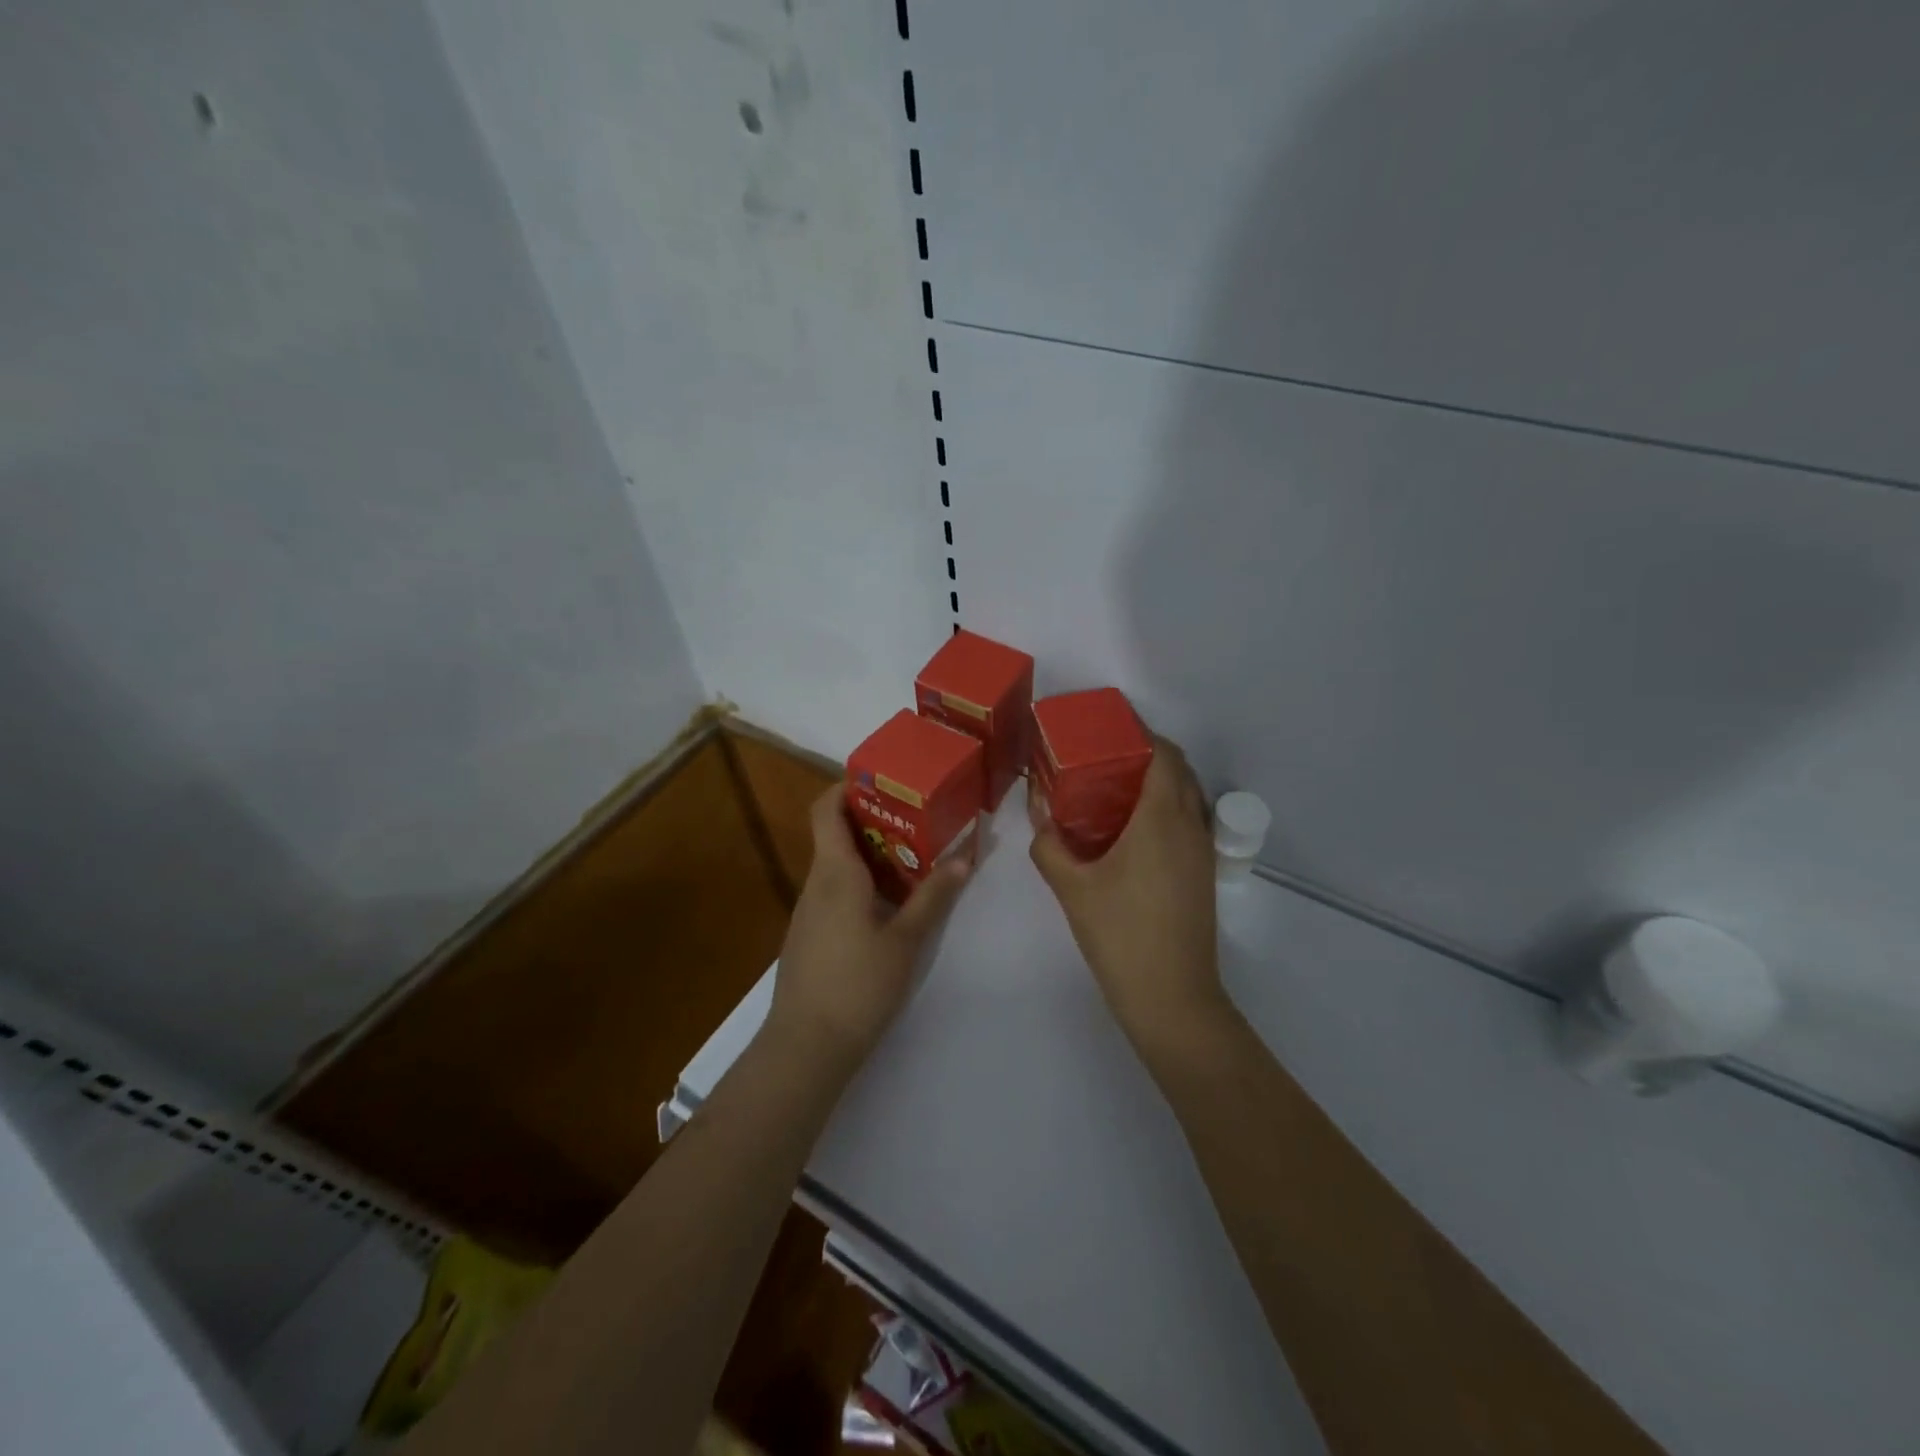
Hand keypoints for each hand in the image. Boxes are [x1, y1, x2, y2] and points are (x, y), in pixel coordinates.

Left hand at [767, 787, 971, 1070]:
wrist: (807, 1045)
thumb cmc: (858, 984)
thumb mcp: (906, 939)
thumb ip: (934, 896)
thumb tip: (965, 857)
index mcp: (835, 872)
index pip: (827, 808)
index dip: (848, 786)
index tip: (884, 781)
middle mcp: (816, 882)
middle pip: (836, 834)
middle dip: (875, 821)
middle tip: (918, 819)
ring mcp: (809, 910)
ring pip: (838, 865)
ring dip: (872, 855)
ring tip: (915, 857)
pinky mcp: (810, 934)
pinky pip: (835, 892)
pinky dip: (862, 884)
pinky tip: (891, 904)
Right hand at [1029, 735, 1228, 1048]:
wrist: (1171, 998)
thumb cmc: (1120, 934)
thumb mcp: (1072, 888)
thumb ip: (1049, 845)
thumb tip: (1039, 817)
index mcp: (1162, 818)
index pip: (1164, 754)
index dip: (1141, 733)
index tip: (1109, 726)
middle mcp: (1191, 826)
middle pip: (1179, 771)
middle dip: (1147, 754)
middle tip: (1103, 755)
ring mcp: (1202, 853)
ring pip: (1188, 797)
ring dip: (1159, 782)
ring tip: (1114, 787)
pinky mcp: (1203, 875)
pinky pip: (1188, 822)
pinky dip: (1165, 809)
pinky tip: (1130, 830)